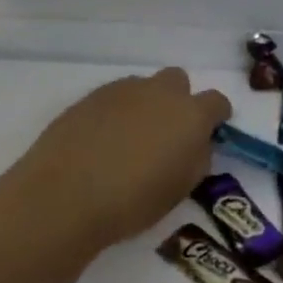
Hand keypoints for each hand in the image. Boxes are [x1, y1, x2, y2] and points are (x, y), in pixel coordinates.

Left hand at [11, 68, 231, 248]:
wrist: (64, 196)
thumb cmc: (133, 201)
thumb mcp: (180, 188)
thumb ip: (196, 158)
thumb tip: (195, 143)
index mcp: (191, 115)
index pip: (217, 102)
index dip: (216, 118)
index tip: (207, 135)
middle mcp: (160, 92)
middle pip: (179, 81)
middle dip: (178, 101)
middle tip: (166, 134)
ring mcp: (123, 90)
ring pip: (144, 87)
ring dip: (145, 105)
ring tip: (129, 140)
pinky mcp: (90, 96)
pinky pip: (114, 97)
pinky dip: (116, 113)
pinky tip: (102, 141)